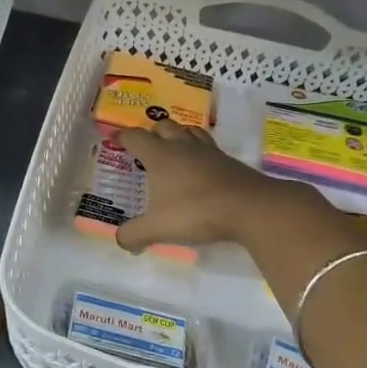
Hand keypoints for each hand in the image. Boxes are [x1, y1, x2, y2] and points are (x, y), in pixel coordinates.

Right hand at [116, 120, 327, 251]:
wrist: (252, 208)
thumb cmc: (197, 212)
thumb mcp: (158, 228)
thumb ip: (134, 234)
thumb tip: (120, 241)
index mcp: (160, 156)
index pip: (135, 137)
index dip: (122, 137)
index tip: (114, 139)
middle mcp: (182, 147)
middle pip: (164, 126)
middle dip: (152, 132)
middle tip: (146, 146)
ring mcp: (209, 152)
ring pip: (190, 131)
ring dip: (179, 135)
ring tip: (174, 148)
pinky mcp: (230, 162)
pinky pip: (209, 147)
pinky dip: (200, 150)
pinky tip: (201, 167)